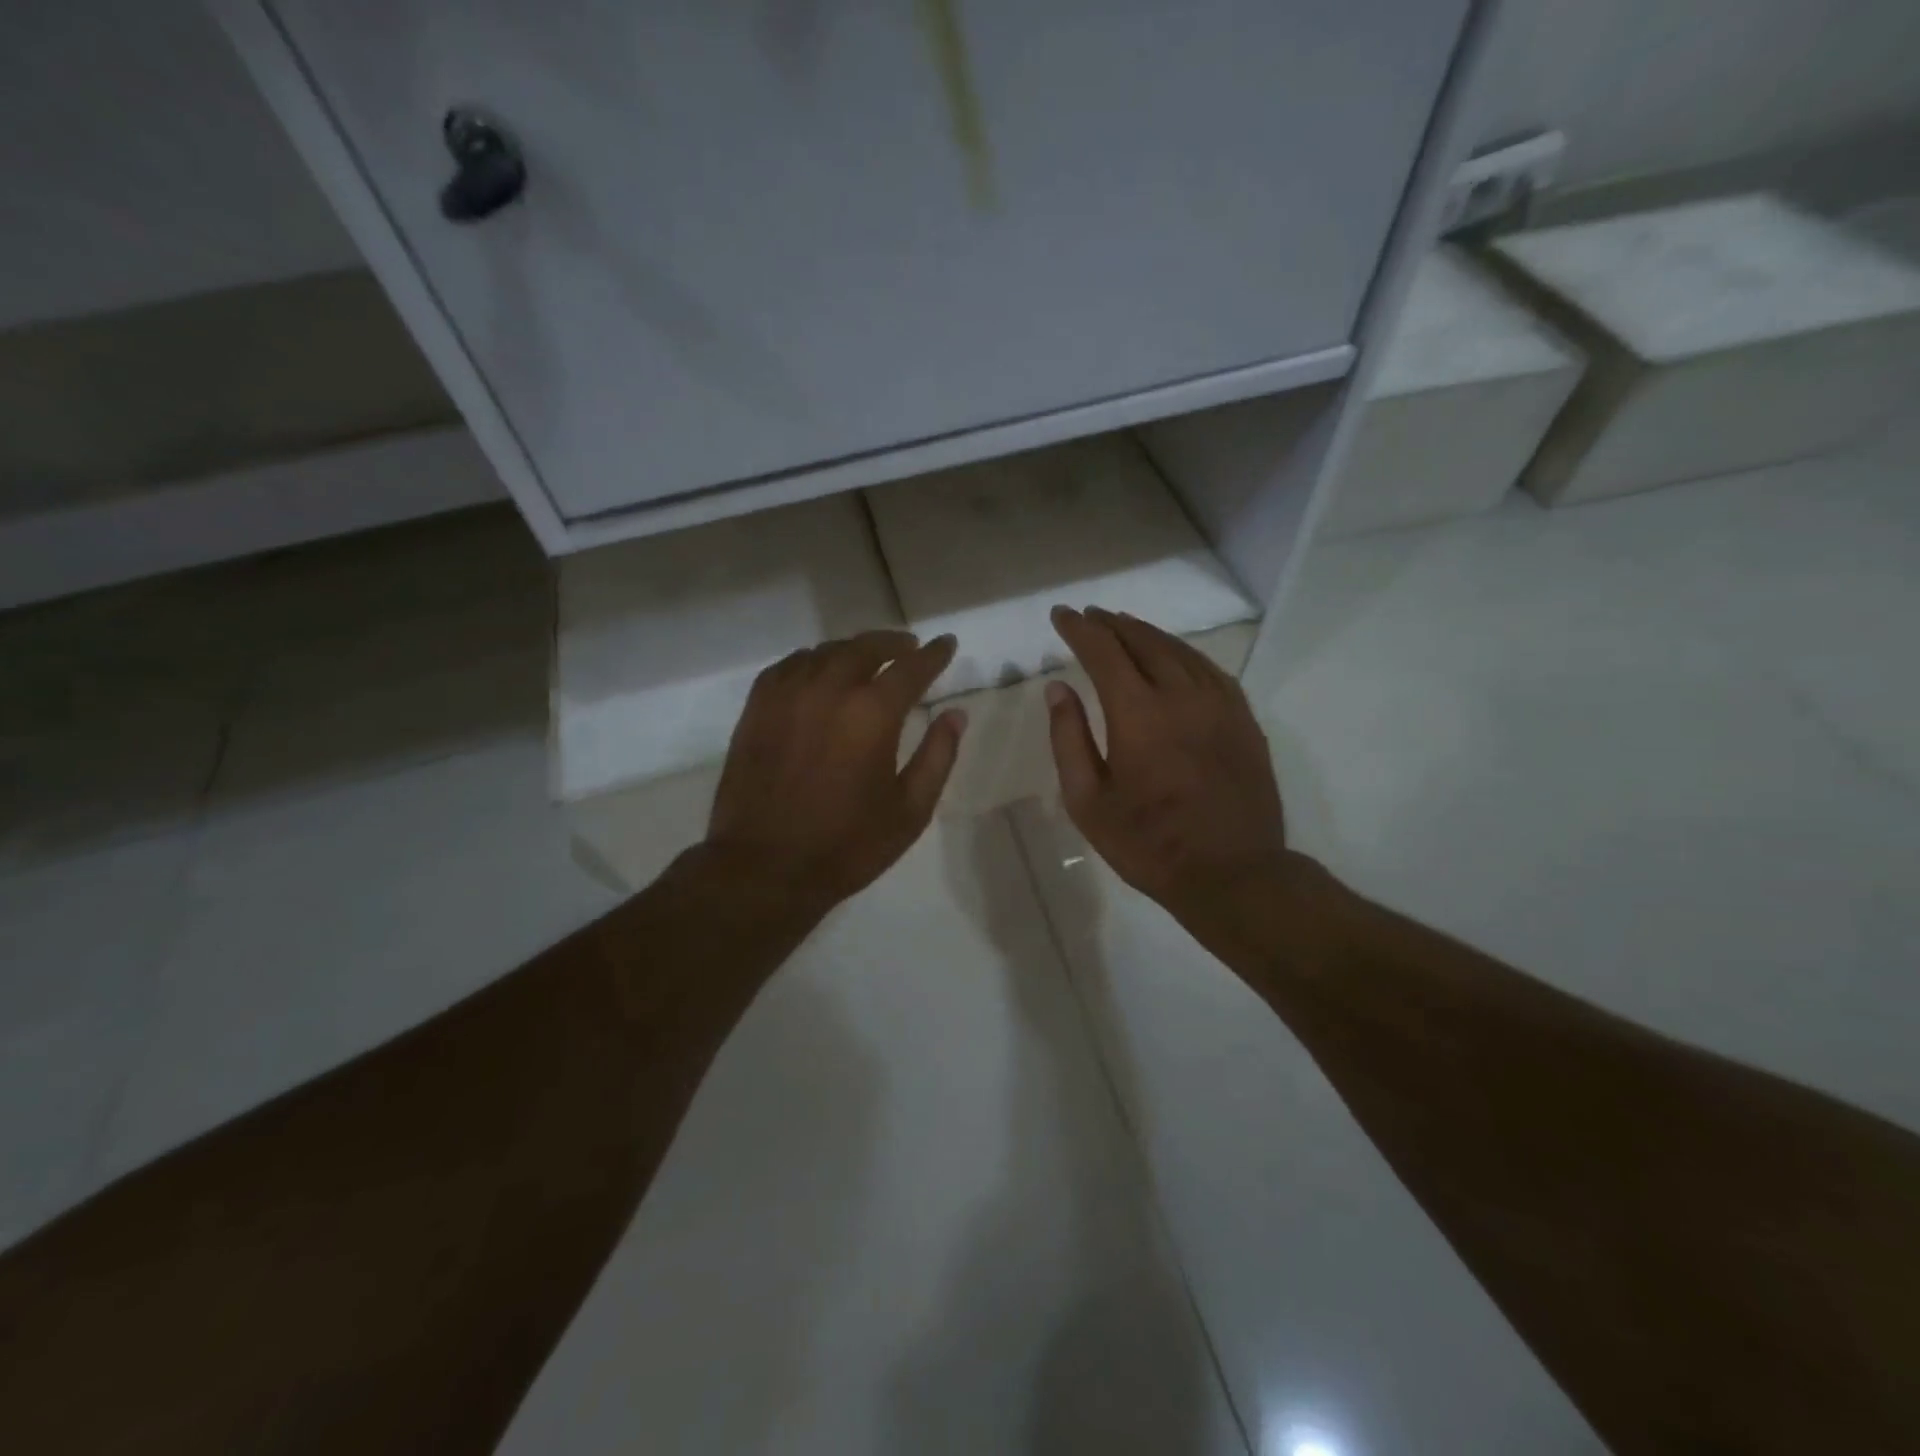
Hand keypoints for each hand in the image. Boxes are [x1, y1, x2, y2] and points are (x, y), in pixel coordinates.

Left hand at [705, 630, 966, 916]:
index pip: (911, 667)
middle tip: (908, 647)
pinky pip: (789, 666)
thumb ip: (938, 756)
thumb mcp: (910, 810)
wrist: (764, 867)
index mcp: (872, 713)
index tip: (947, 644)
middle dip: (892, 643)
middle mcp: (829, 689)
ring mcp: (787, 695)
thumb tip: (955, 715)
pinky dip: (811, 661)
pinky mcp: (757, 708)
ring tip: (866, 660)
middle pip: (865, 648)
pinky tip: (818, 673)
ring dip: (852, 650)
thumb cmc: (846, 845)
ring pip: (825, 652)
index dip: (934, 654)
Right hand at [1045, 606, 1289, 931]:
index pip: (1103, 652)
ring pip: (1180, 651)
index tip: (1061, 615)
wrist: (1233, 874)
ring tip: (1125, 626)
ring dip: (1147, 633)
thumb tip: (1058, 689)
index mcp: (1138, 714)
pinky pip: (1210, 670)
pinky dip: (1184, 654)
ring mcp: (1219, 704)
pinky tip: (1175, 656)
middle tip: (1090, 617)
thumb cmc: (1149, 844)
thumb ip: (1069, 739)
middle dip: (1112, 624)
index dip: (1079, 630)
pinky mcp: (1243, 719)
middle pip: (1143, 642)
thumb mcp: (1088, 801)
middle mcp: (1181, 696)